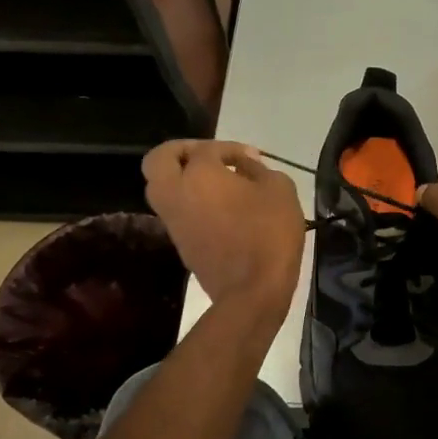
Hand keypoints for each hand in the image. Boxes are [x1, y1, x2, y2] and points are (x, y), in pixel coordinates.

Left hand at [143, 141, 304, 319]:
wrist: (252, 290)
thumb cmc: (269, 233)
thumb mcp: (279, 189)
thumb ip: (258, 169)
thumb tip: (244, 165)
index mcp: (199, 174)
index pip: (207, 149)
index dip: (231, 148)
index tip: (253, 158)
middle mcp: (176, 193)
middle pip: (158, 160)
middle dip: (180, 151)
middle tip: (207, 155)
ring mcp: (174, 221)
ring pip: (160, 188)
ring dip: (181, 178)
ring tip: (214, 182)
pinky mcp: (180, 243)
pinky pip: (175, 211)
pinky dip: (189, 201)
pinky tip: (219, 207)